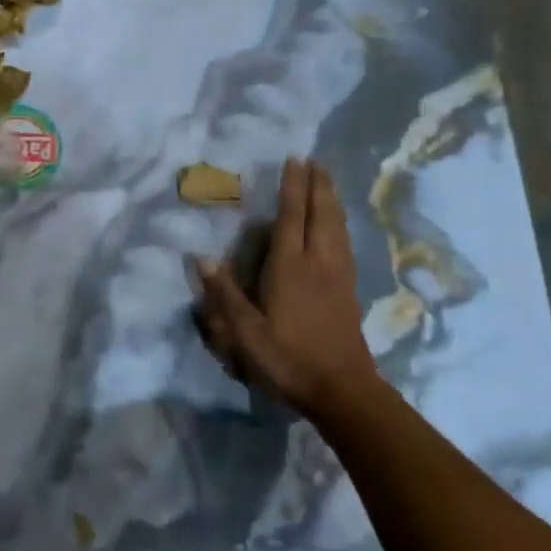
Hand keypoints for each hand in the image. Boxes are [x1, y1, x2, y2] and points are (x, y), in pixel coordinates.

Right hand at [195, 157, 375, 421]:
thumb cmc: (288, 359)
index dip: (292, 187)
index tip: (294, 160)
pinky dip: (341, 224)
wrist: (342, 390)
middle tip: (315, 160)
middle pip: (320, 214)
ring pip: (337, 227)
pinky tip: (340, 225)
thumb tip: (201, 257)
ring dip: (332, 200)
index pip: (291, 217)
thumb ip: (224, 294)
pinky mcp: (350, 289)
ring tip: (328, 181)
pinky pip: (345, 243)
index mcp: (290, 267)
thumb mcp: (245, 333)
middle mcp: (317, 262)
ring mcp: (338, 275)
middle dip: (317, 185)